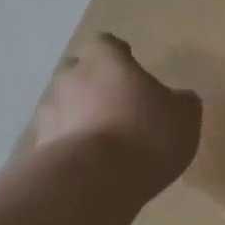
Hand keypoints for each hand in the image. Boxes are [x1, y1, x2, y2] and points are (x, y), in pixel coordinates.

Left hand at [24, 35, 200, 193]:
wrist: (97, 179)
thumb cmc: (147, 135)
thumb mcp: (184, 119)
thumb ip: (182, 104)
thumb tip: (181, 99)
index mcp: (105, 60)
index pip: (108, 44)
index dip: (120, 57)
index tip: (132, 73)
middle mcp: (71, 77)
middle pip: (80, 73)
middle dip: (95, 86)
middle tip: (118, 107)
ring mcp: (50, 111)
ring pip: (65, 106)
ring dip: (80, 118)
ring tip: (104, 142)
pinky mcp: (40, 146)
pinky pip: (58, 139)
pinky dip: (71, 146)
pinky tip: (91, 164)